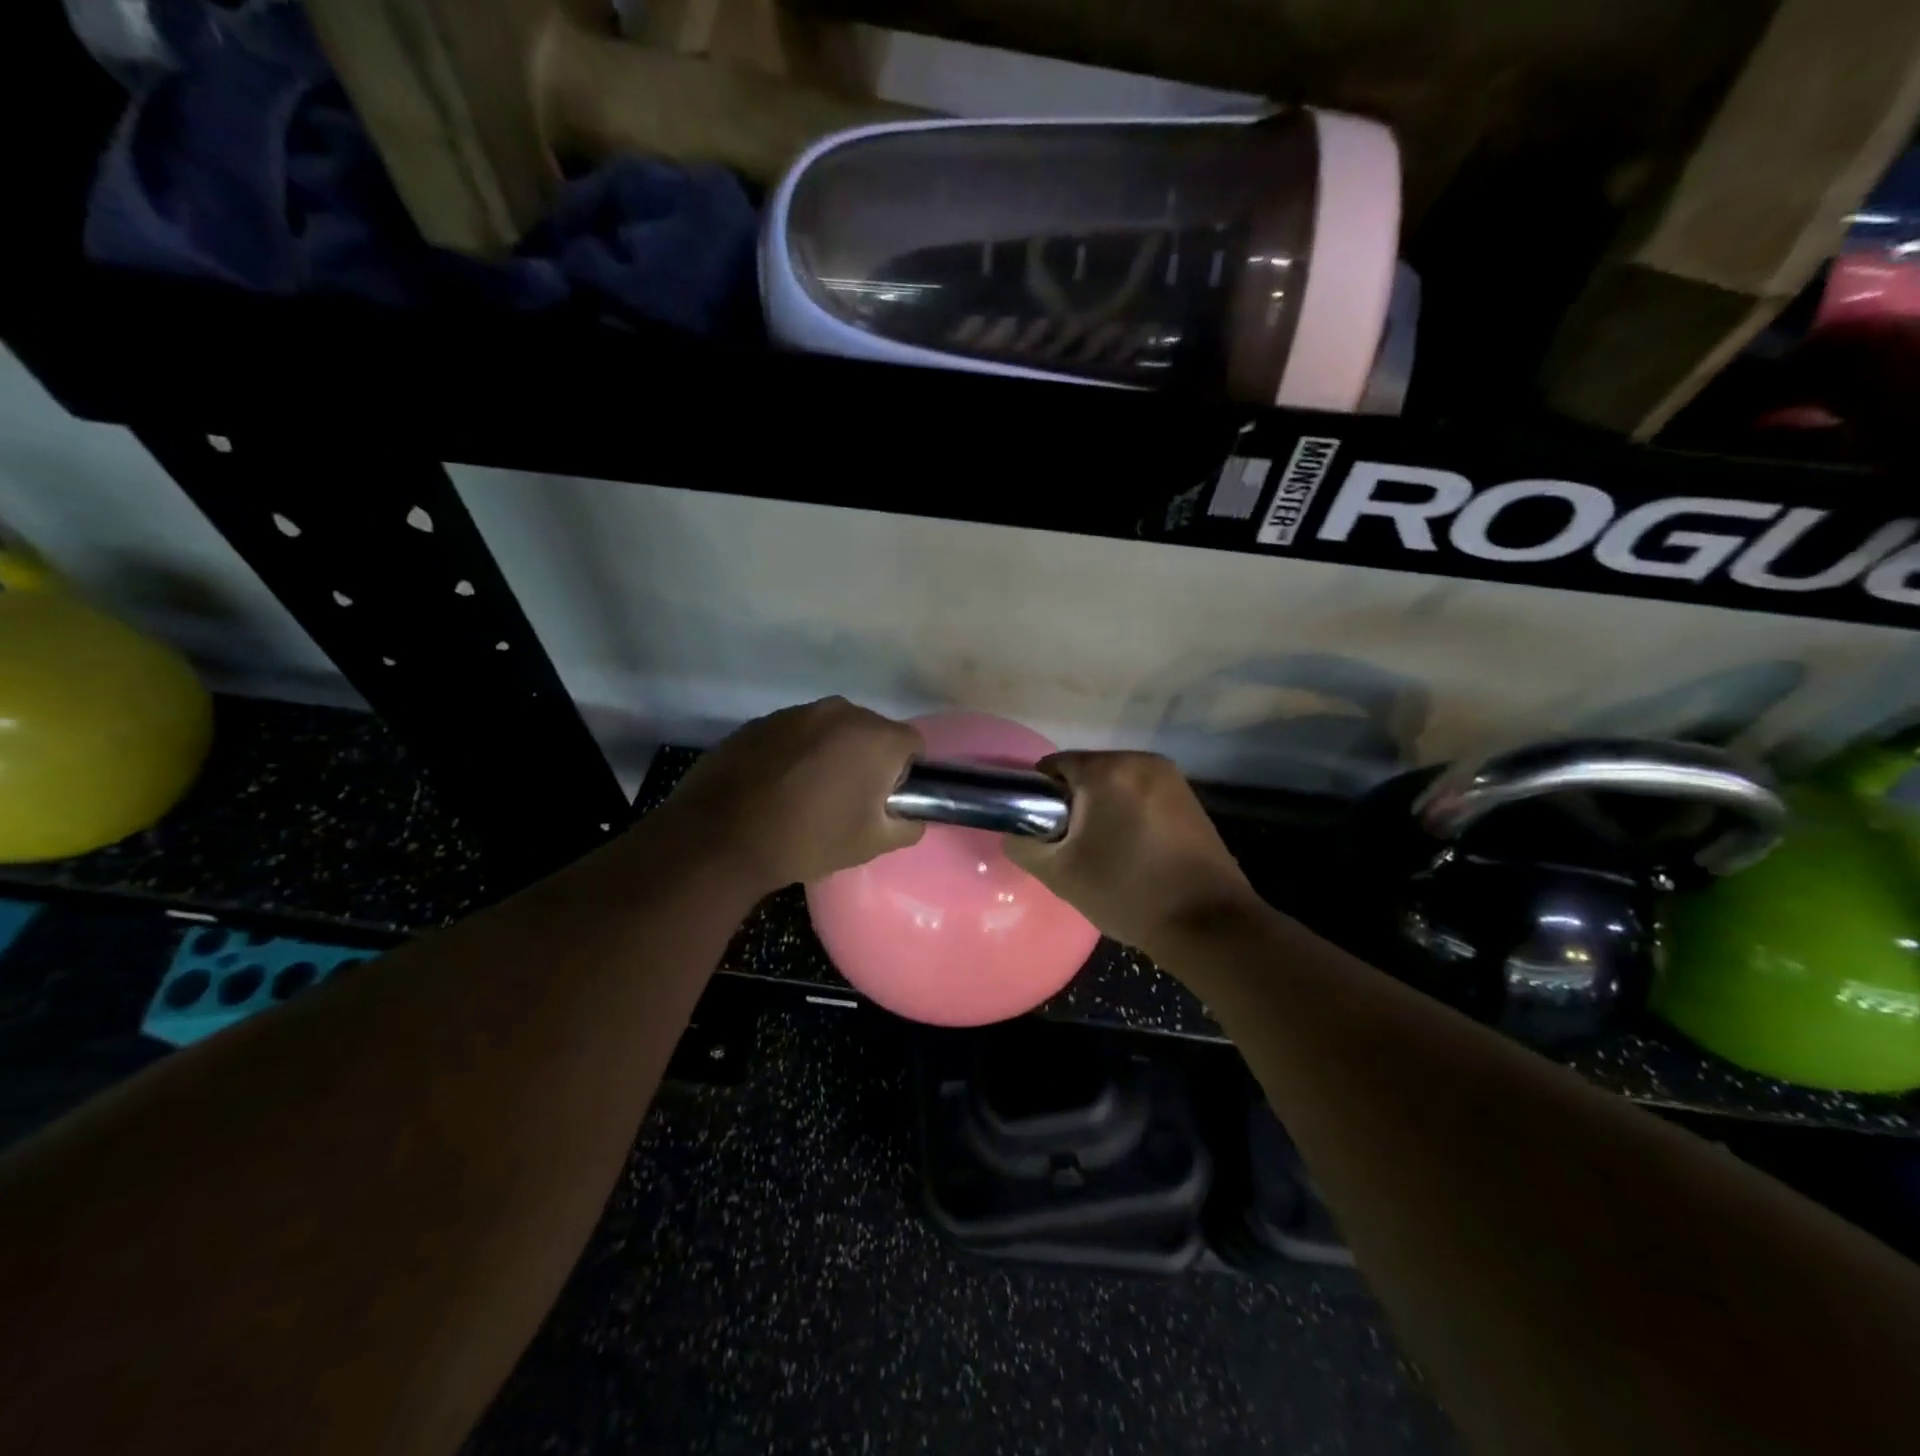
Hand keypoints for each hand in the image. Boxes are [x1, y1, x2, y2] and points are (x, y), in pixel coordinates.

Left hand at [660, 697, 924, 891]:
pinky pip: (796, 733)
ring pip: (832, 730)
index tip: (886, 799)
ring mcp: (797, 712)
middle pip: (871, 731)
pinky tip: (777, 785)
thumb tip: (913, 816)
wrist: (722, 836)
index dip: (906, 773)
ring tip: (808, 792)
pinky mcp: (762, 721)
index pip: (912, 744)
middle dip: (868, 759)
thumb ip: (907, 826)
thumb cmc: (809, 839)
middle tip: (849, 799)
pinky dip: (796, 752)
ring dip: (831, 753)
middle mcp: (840, 711)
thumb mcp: (871, 844)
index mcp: (875, 737)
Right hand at [1005, 752, 1261, 957]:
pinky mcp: (1191, 799)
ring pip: (1115, 785)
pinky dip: (1129, 815)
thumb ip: (1023, 845)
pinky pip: (1142, 796)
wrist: (1208, 924)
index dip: (1038, 796)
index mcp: (1109, 770)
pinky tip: (1133, 852)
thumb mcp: (1059, 874)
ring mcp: (1172, 779)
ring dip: (1102, 810)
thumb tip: (1015, 832)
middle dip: (1073, 804)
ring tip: (1103, 853)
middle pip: (1087, 773)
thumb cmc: (1127, 893)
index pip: (1053, 766)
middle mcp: (1142, 761)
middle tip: (1071, 848)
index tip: (1041, 831)